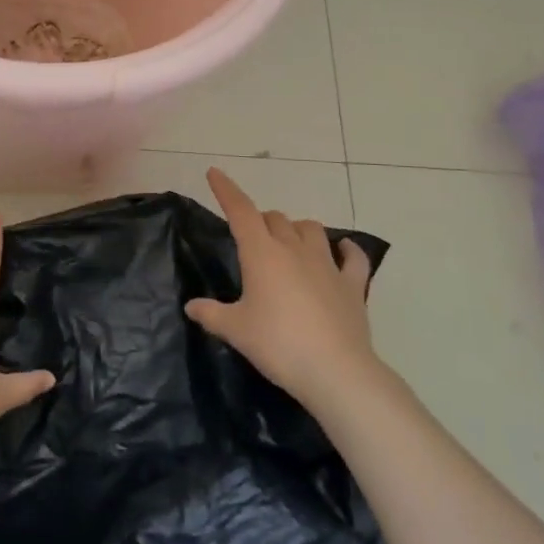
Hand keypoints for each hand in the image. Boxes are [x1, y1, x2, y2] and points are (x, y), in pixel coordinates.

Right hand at [187, 167, 377, 410]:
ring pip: (311, 228)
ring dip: (296, 229)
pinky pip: (353, 257)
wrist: (335, 370)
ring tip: (289, 242)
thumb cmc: (277, 344)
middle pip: (275, 219)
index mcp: (262, 253)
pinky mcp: (353, 284)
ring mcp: (327, 264)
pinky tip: (343, 250)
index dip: (226, 190)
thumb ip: (211, 314)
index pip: (240, 211)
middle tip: (251, 239)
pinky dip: (346, 250)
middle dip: (260, 221)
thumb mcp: (235, 330)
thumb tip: (191, 306)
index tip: (215, 173)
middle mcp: (294, 249)